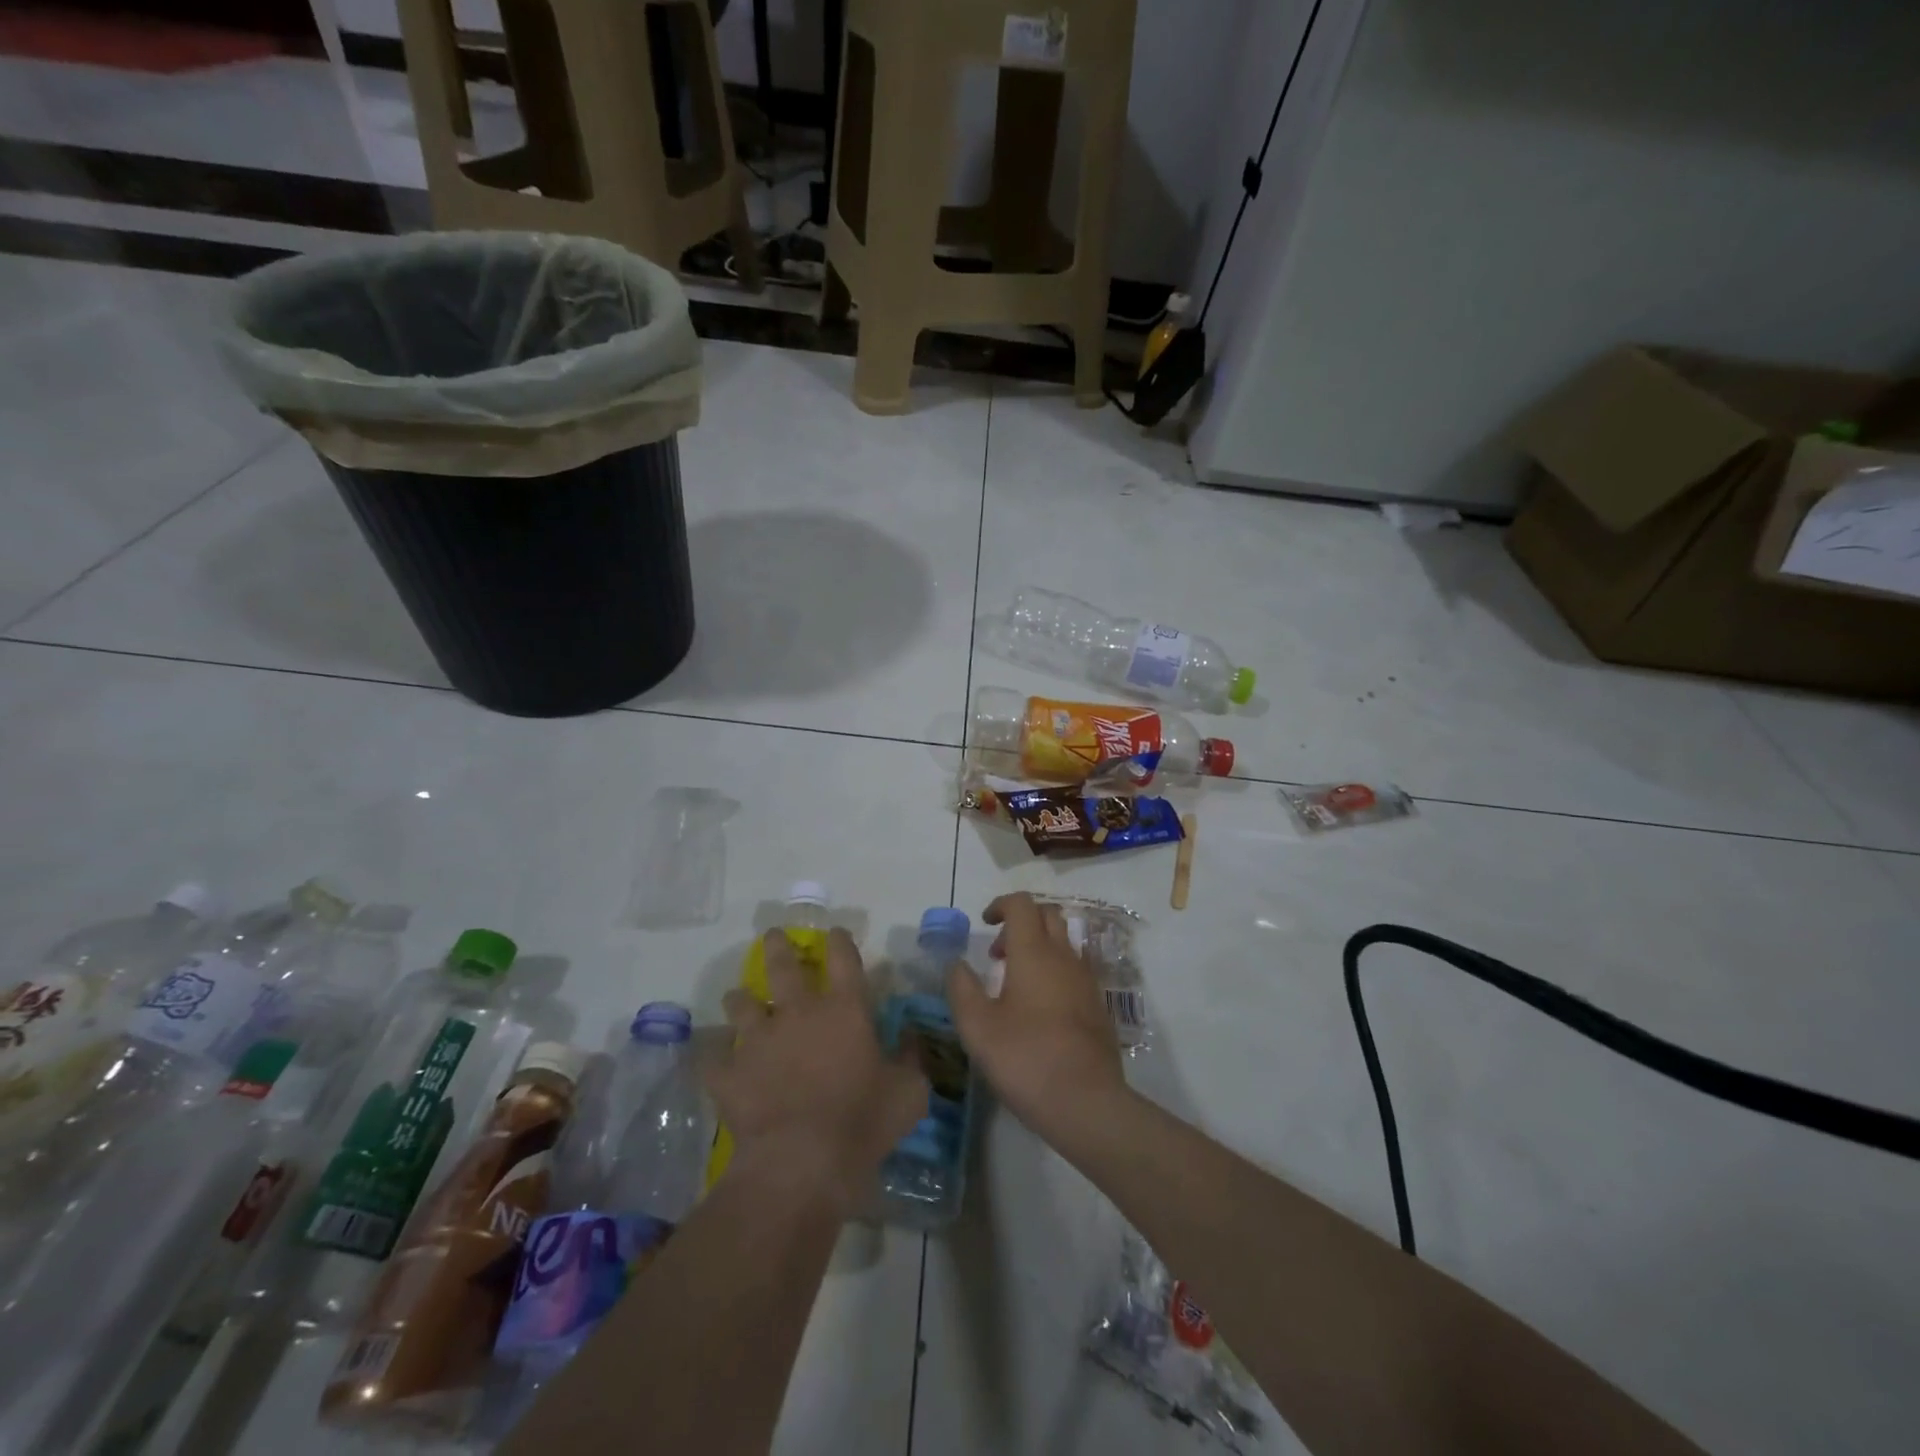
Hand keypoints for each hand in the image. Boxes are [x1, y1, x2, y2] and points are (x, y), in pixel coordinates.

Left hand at [707, 927, 928, 1214]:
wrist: (802, 1163)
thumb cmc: (863, 1122)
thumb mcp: (910, 1092)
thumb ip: (911, 1058)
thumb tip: (911, 1037)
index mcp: (845, 1009)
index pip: (843, 958)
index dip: (839, 940)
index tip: (835, 933)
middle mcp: (799, 1012)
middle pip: (783, 965)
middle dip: (778, 946)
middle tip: (773, 936)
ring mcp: (758, 1040)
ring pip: (742, 1004)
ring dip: (741, 999)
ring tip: (739, 998)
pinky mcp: (728, 1073)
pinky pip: (713, 1056)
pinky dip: (715, 1054)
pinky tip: (715, 1057)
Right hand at [946, 893, 1127, 1142]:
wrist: (1088, 1102)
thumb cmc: (1026, 1059)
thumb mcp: (978, 1028)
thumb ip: (962, 989)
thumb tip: (956, 963)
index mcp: (1034, 953)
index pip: (1022, 904)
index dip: (1001, 905)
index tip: (983, 924)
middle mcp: (1065, 957)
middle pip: (1048, 915)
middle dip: (1021, 922)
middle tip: (998, 953)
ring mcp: (1087, 980)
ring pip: (1064, 942)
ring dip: (1039, 947)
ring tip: (1015, 983)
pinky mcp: (1098, 1005)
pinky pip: (1075, 969)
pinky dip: (1055, 971)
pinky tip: (1040, 1008)